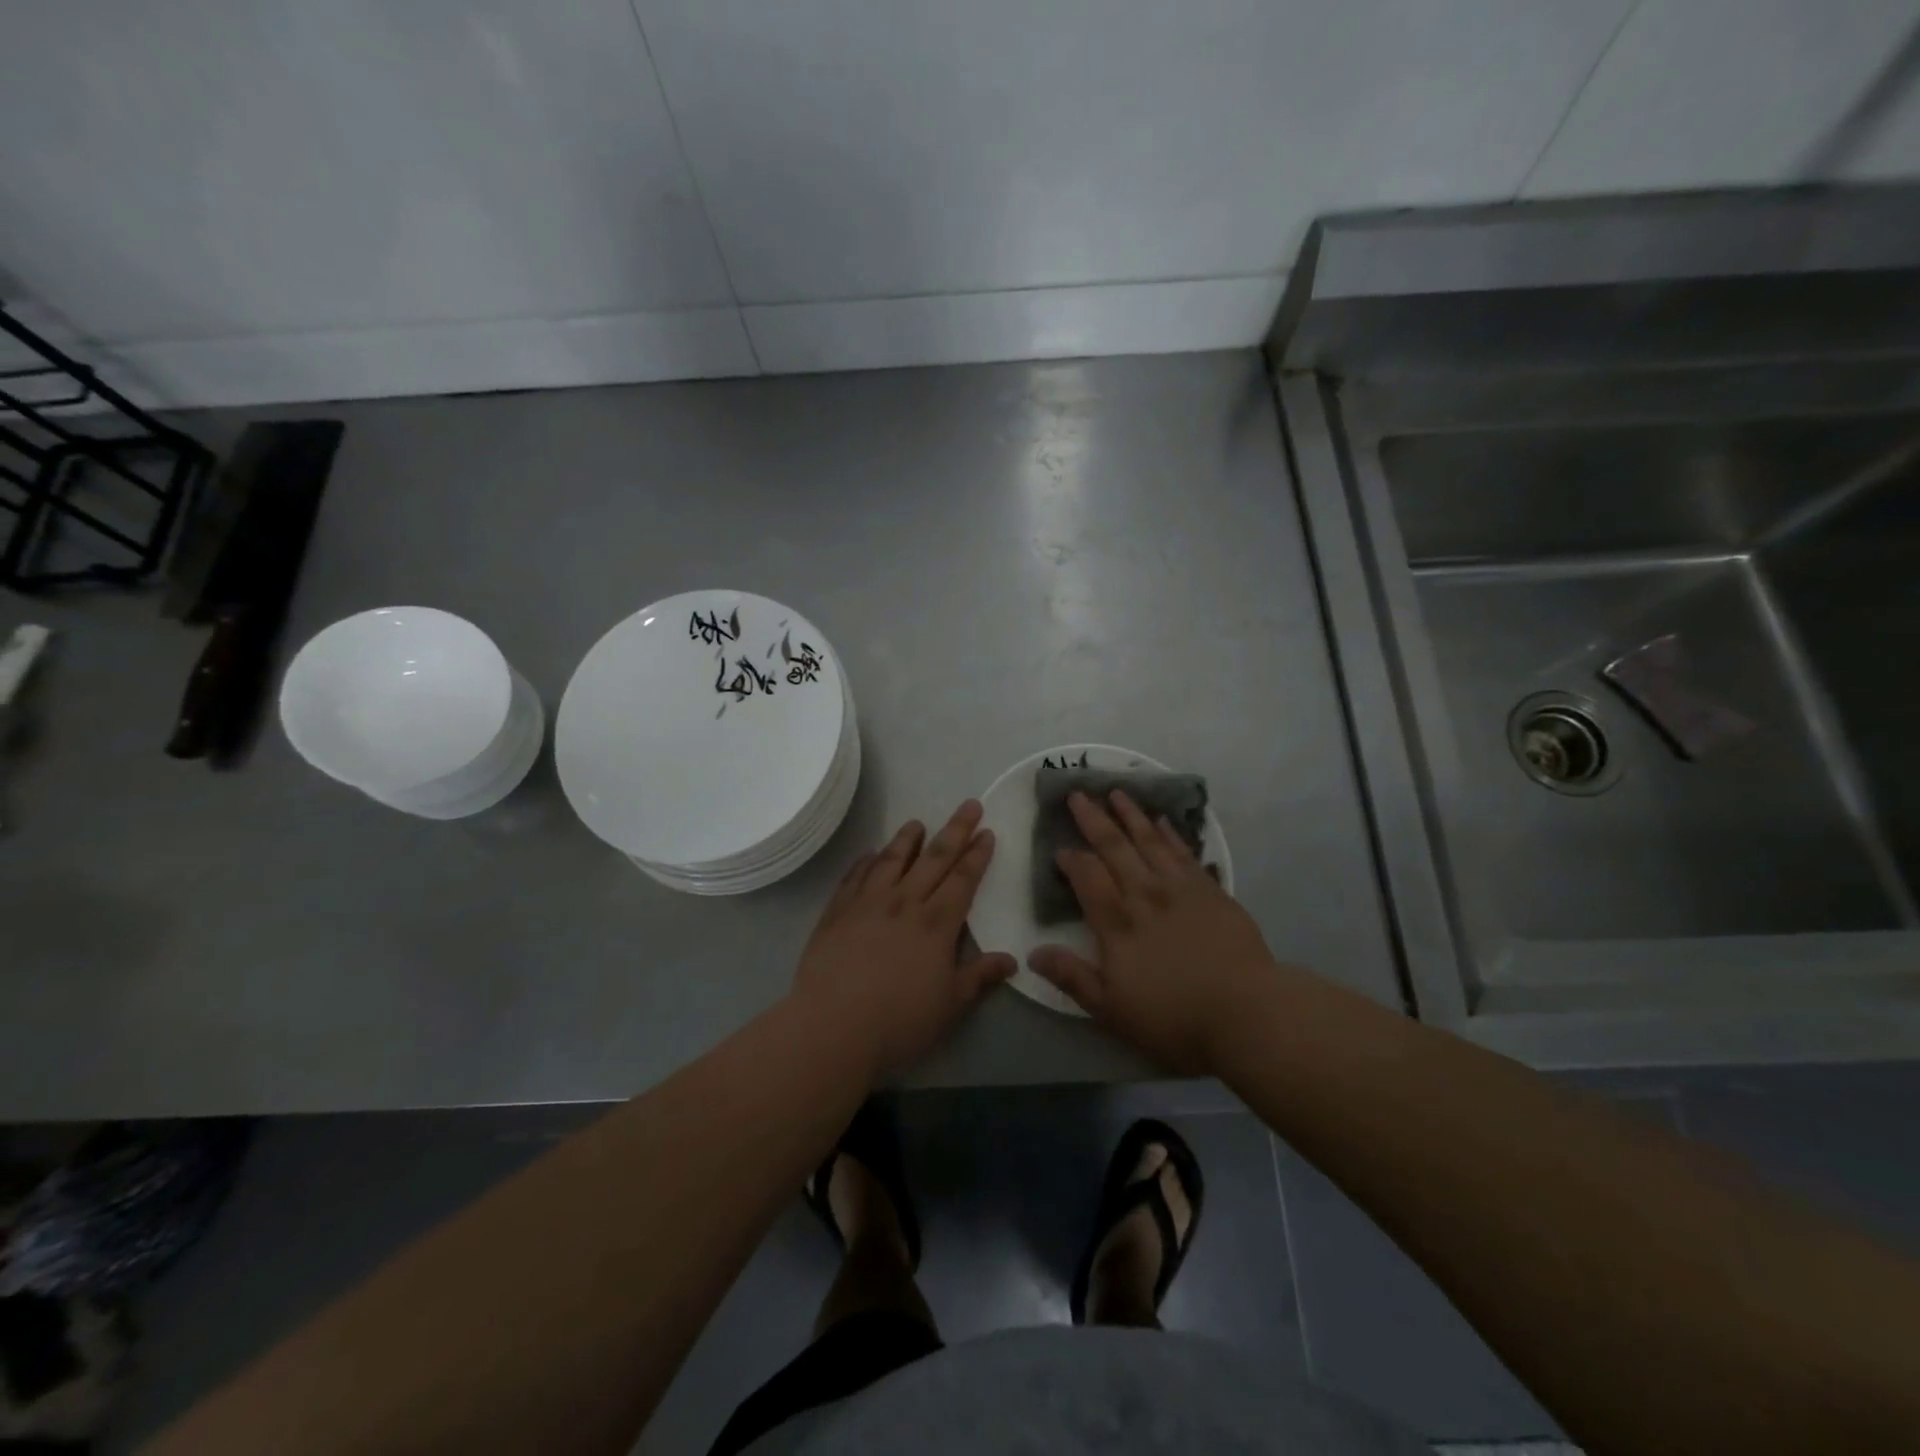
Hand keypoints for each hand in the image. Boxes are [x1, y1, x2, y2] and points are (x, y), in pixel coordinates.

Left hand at [792, 801, 1016, 1079]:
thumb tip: (1011, 960)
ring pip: (891, 860)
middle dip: (955, 831)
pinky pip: (854, 876)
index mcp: (937, 924)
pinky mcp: (837, 911)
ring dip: (907, 839)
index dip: (977, 855)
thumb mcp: (950, 1005)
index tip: (986, 832)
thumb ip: (979, 977)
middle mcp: (904, 903)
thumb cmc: (899, 1021)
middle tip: (968, 805)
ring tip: (917, 823)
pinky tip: (870, 854)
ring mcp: (867, 903)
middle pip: (934, 859)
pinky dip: (865, 862)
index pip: (963, 880)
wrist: (833, 1027)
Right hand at [1029, 790, 1278, 1074]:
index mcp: (1117, 924)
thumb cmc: (1174, 1017)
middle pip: (1114, 848)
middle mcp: (1144, 896)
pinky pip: (1184, 853)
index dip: (1071, 860)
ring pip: (1149, 842)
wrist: (1247, 1013)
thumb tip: (1033, 952)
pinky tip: (1162, 821)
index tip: (1060, 849)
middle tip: (1078, 795)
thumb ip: (1072, 977)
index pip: (1087, 879)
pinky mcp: (1211, 892)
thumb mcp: (1112, 1009)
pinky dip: (1170, 834)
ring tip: (1117, 792)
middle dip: (1094, 820)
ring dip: (1130, 816)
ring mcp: (1180, 890)